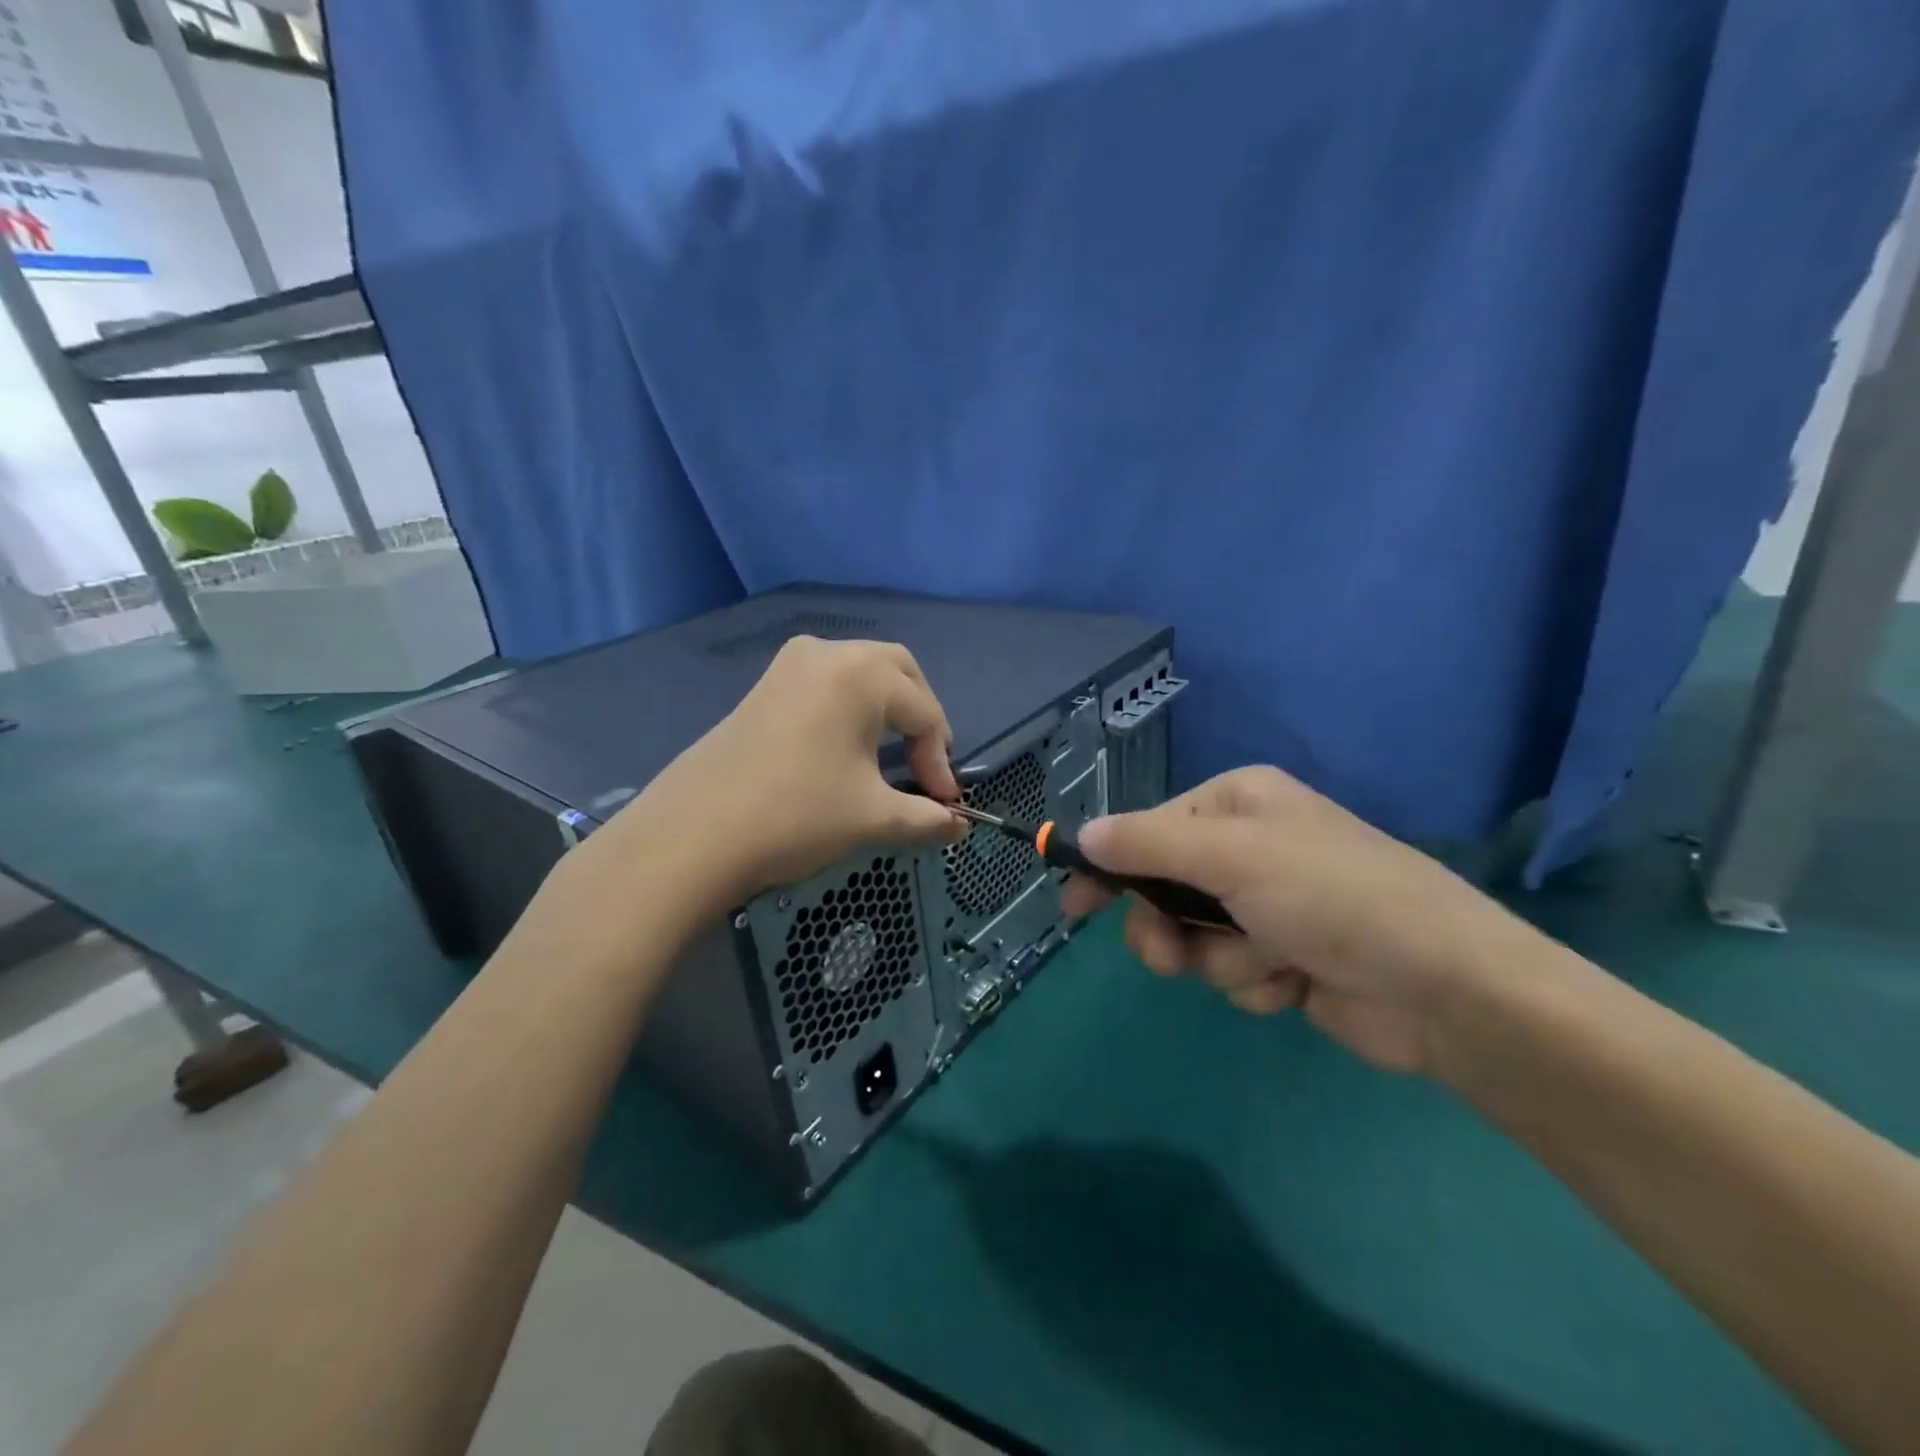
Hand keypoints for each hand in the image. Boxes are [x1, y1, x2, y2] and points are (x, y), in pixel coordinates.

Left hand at [585, 637, 965, 925]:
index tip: (945, 804)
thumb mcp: (872, 817)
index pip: (924, 712)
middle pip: (897, 672)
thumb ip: (927, 818)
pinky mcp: (764, 687)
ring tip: (892, 756)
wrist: (693, 836)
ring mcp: (788, 666)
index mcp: (860, 674)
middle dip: (920, 717)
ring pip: (859, 673)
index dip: (941, 760)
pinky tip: (845, 748)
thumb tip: (960, 828)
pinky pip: (825, 684)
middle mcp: (826, 653)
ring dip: (886, 709)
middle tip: (926, 764)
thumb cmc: (796, 815)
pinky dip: (851, 708)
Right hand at [1059, 766, 1525, 1074]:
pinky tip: (1295, 982)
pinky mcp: (1285, 957)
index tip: (1075, 904)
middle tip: (1170, 956)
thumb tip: (1083, 833)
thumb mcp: (1230, 856)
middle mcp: (1249, 847)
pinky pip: (1233, 971)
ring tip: (1263, 965)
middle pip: (1165, 888)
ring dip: (1219, 960)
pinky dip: (1255, 981)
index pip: (1148, 829)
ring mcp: (1268, 904)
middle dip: (1167, 927)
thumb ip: (1148, 843)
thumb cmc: (1330, 896)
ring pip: (1195, 937)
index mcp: (1237, 803)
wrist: (1442, 986)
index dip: (1110, 866)